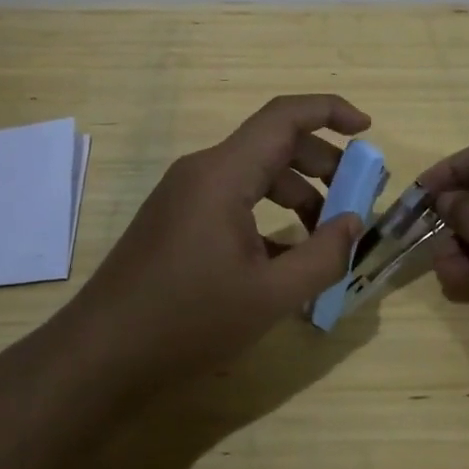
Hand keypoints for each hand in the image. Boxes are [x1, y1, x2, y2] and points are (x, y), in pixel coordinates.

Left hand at [66, 95, 369, 392]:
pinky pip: (233, 200)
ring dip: (298, 195)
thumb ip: (323, 256)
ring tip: (327, 235)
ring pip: (255, 174)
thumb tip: (354, 223)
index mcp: (223, 174)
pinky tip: (286, 257)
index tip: (368, 129)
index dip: (330, 111)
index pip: (284, 117)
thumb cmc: (187, 322)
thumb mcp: (270, 296)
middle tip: (357, 198)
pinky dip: (268, 216)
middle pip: (274, 145)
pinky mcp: (176, 220)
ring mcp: (185, 195)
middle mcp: (202, 171)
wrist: (100, 357)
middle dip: (323, 165)